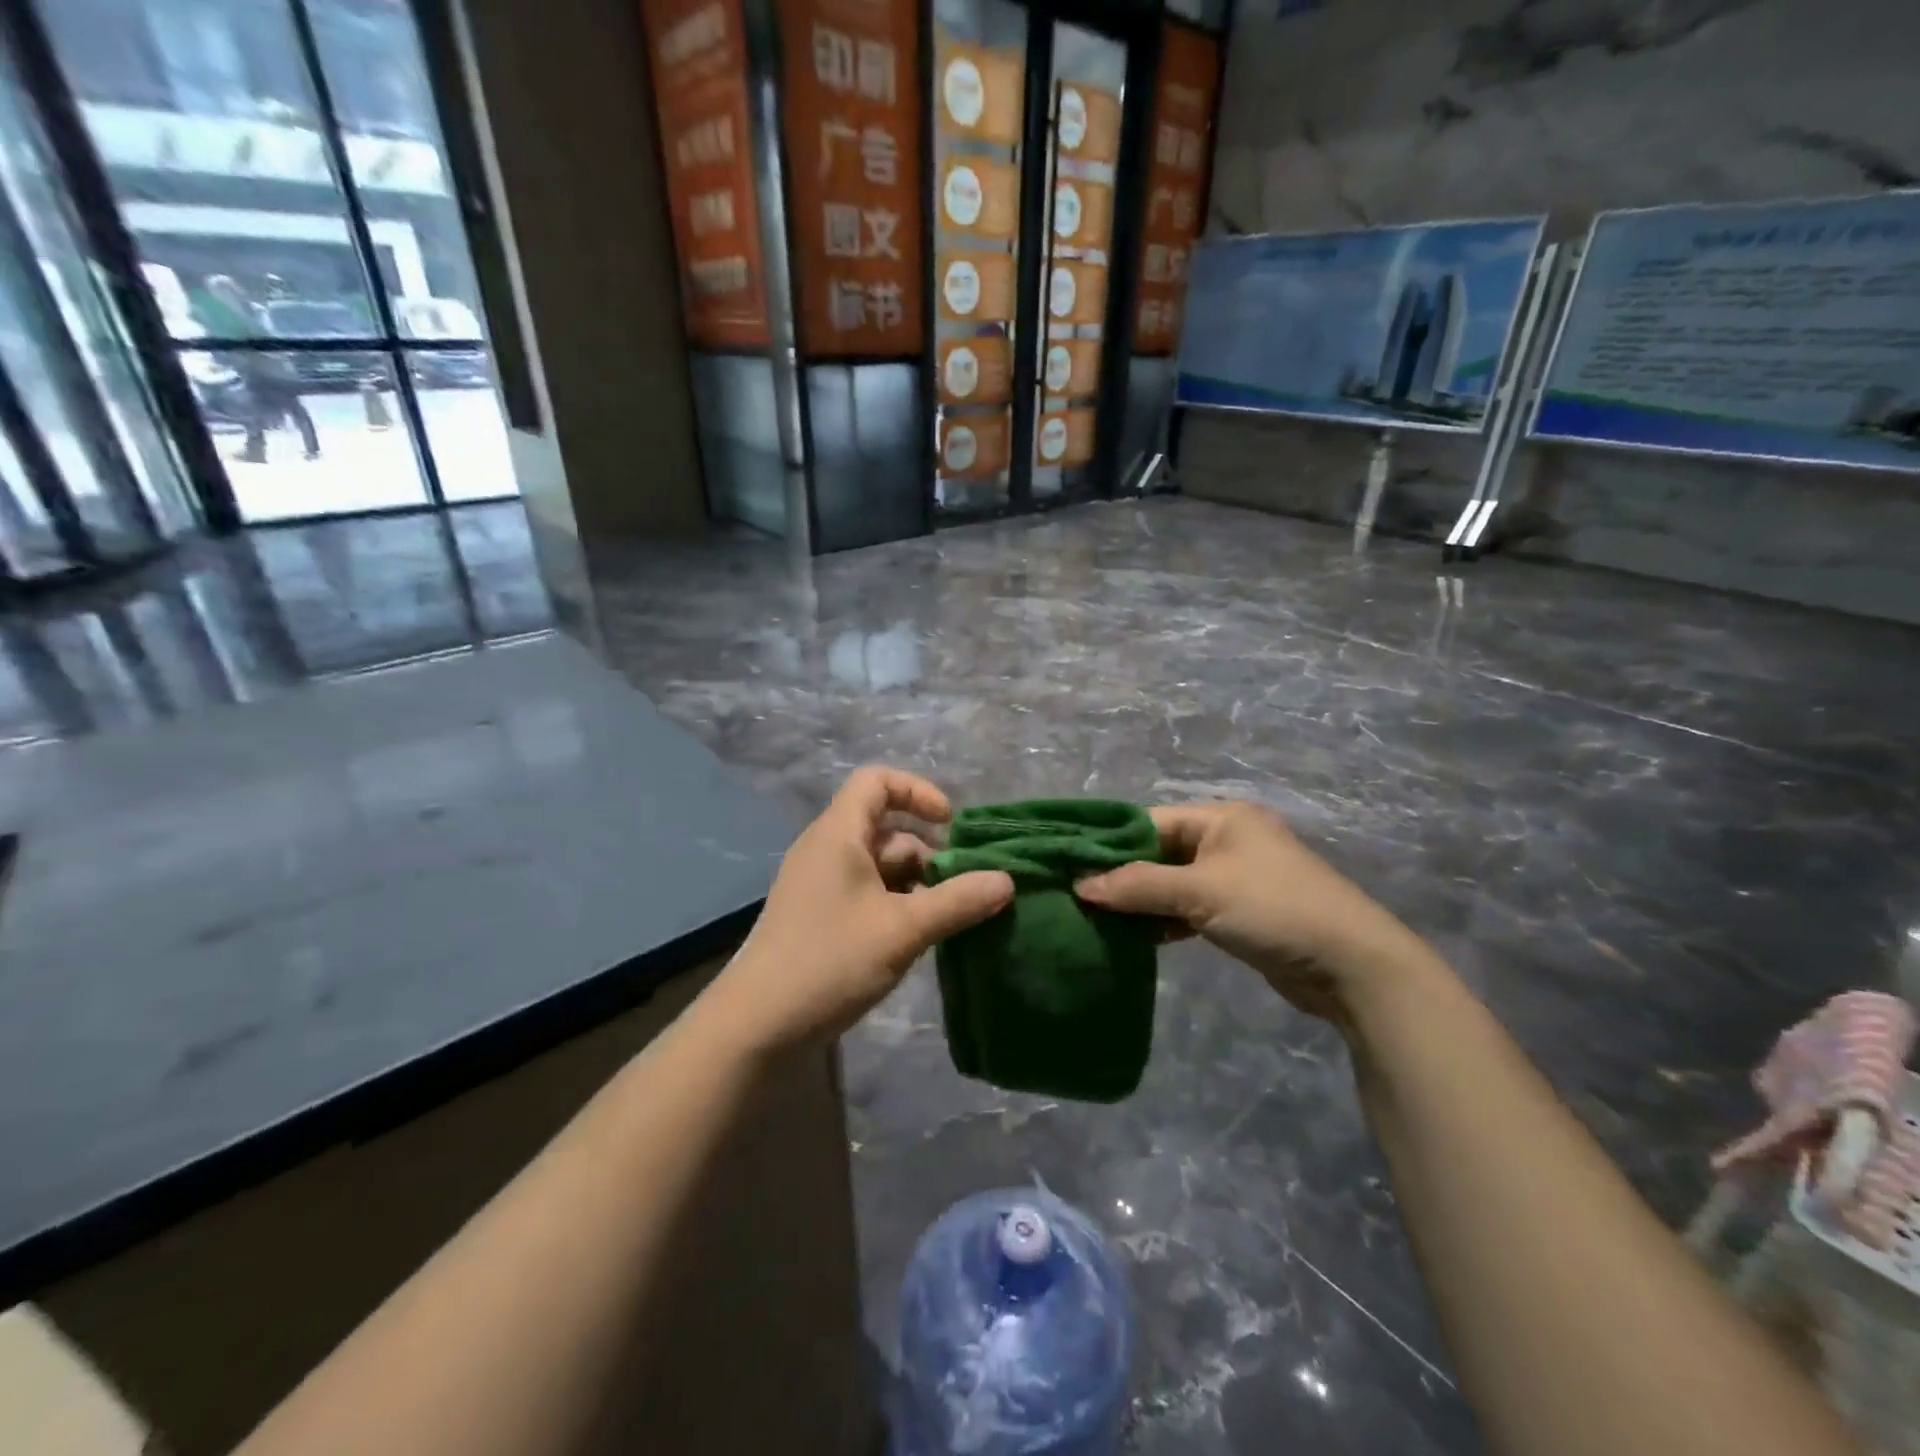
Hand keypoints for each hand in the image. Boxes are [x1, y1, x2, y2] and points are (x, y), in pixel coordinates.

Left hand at [700, 768, 1013, 1053]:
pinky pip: (867, 893)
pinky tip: (917, 938)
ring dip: (916, 884)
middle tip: (961, 888)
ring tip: (947, 919)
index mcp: (838, 834)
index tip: (949, 826)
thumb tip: (1007, 880)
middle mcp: (827, 850)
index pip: (877, 781)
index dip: (918, 792)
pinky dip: (897, 905)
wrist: (756, 1027)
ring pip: (879, 866)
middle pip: (886, 829)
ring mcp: (821, 885)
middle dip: (928, 853)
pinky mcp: (820, 917)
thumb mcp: (902, 930)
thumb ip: (957, 901)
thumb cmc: (829, 962)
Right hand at [1075, 802, 1421, 1022]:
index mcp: (1221, 818)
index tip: (1071, 866)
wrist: (1352, 966)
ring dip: (1142, 902)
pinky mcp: (1242, 911)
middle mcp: (1228, 839)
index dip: (1111, 844)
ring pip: (1173, 883)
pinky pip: (1190, 907)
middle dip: (1123, 876)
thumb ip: (1137, 886)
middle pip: (1160, 852)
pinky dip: (1165, 920)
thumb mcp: (1200, 892)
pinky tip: (1136, 938)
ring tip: (1097, 919)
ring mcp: (1236, 876)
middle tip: (1079, 896)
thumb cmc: (1272, 910)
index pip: (1150, 822)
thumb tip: (1079, 886)